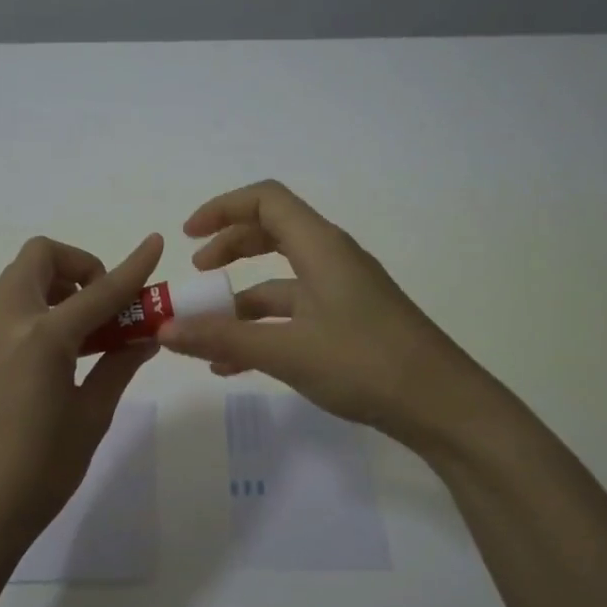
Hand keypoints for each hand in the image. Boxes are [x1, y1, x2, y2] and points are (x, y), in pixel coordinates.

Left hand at [0, 233, 164, 559]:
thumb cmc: (41, 472)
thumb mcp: (91, 417)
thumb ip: (117, 367)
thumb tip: (144, 338)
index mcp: (42, 340)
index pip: (98, 292)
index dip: (131, 268)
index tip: (155, 244)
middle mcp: (8, 326)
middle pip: (38, 258)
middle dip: (79, 265)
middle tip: (105, 305)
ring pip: (19, 280)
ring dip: (57, 286)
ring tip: (89, 331)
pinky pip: (10, 310)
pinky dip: (40, 309)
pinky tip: (63, 354)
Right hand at [157, 181, 491, 449]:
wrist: (442, 406)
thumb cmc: (366, 364)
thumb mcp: (287, 351)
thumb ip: (223, 338)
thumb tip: (164, 329)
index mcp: (321, 247)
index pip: (267, 200)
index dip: (223, 208)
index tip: (188, 235)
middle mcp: (332, 260)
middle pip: (273, 234)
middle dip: (230, 249)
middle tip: (197, 273)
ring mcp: (343, 293)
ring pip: (282, 281)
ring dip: (241, 300)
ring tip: (204, 332)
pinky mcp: (349, 324)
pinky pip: (295, 314)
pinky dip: (263, 329)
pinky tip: (234, 366)